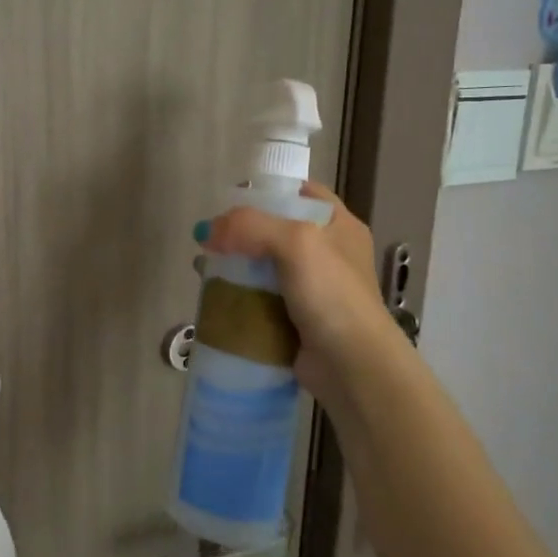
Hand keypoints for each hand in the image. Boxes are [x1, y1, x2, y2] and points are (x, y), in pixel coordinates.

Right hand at [198, 184, 408, 425]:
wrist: (351, 365)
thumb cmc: (331, 294)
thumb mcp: (296, 242)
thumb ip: (249, 226)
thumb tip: (206, 230)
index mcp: (339, 226)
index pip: (301, 194)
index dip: (268, 191)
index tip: (231, 200)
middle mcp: (328, 254)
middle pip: (277, 231)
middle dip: (242, 233)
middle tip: (212, 239)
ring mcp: (313, 290)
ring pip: (265, 267)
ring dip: (236, 267)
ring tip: (206, 269)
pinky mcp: (296, 320)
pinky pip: (261, 300)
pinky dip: (240, 297)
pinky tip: (216, 298)